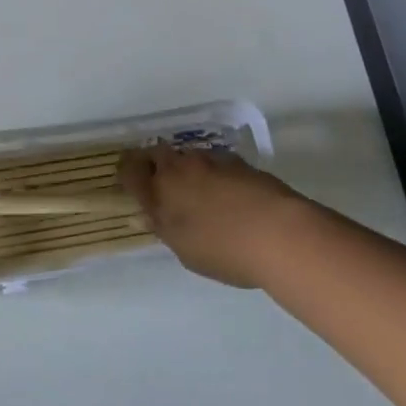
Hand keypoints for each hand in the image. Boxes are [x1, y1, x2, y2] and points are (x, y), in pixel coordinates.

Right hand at [119, 145, 308, 287]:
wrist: (279, 233)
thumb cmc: (225, 251)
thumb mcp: (186, 251)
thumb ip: (167, 229)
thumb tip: (153, 215)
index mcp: (159, 192)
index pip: (129, 170)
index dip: (126, 172)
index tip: (130, 180)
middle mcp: (179, 169)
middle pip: (157, 154)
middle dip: (156, 164)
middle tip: (165, 185)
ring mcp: (209, 161)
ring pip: (187, 156)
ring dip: (188, 168)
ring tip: (202, 193)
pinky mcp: (237, 161)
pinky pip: (215, 162)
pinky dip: (215, 173)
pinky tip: (229, 194)